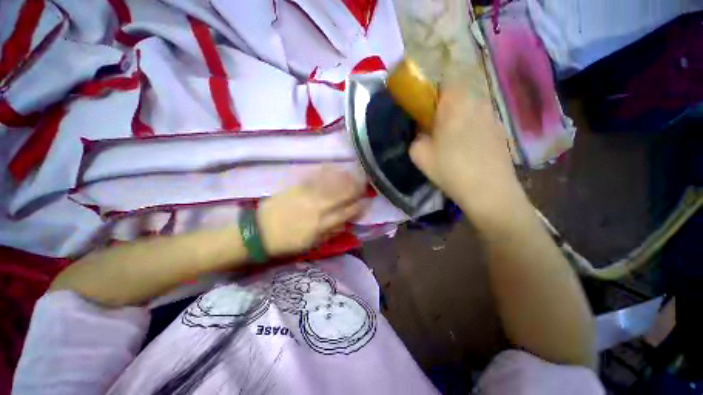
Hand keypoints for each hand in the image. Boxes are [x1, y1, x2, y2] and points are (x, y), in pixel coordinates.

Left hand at [257, 168, 365, 256]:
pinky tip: (332, 167)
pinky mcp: (296, 188)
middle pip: (342, 195)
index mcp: (322, 224)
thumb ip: (330, 233)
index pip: (347, 212)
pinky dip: (325, 172)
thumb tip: (345, 223)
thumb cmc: (287, 242)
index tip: (367, 200)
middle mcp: (318, 208)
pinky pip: (313, 178)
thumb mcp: (311, 244)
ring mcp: (307, 196)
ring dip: (344, 178)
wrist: (260, 232)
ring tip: (353, 173)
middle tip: (364, 182)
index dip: (359, 206)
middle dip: (355, 188)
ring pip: (331, 184)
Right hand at [409, 69, 523, 218]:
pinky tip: (468, 150)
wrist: (488, 191)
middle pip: (459, 95)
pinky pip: (481, 121)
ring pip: (471, 108)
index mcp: (456, 104)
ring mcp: (493, 116)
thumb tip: (422, 131)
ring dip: (459, 119)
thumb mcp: (419, 155)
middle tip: (436, 130)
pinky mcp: (501, 131)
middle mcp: (478, 102)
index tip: (426, 112)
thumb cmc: (450, 169)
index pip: (445, 81)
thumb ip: (416, 137)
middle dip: (445, 108)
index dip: (433, 94)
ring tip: (453, 142)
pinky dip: (472, 129)